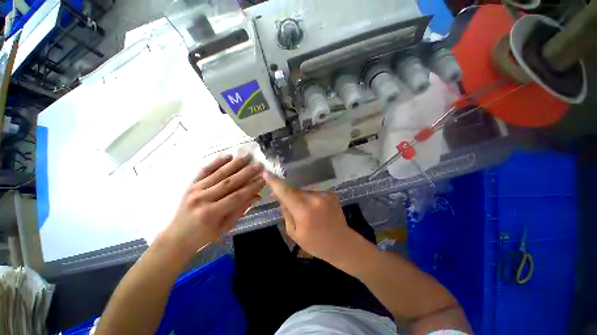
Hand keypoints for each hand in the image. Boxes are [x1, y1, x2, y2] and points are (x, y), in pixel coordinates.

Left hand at [163, 154, 264, 254]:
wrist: (177, 237)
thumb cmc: (204, 236)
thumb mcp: (225, 227)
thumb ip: (241, 210)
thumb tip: (257, 195)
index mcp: (212, 213)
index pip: (237, 196)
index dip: (252, 187)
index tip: (264, 179)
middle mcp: (202, 199)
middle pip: (229, 182)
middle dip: (247, 172)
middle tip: (259, 165)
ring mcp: (195, 189)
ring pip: (219, 173)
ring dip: (235, 164)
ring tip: (248, 156)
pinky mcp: (190, 184)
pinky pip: (205, 170)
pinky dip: (217, 162)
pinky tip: (228, 156)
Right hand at [264, 173, 362, 264]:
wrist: (342, 243)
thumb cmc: (315, 243)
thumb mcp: (294, 233)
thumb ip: (286, 214)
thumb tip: (281, 199)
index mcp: (303, 212)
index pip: (286, 192)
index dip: (275, 183)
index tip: (267, 173)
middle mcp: (314, 199)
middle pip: (295, 190)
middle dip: (288, 193)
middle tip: (284, 200)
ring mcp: (325, 195)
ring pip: (305, 191)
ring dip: (300, 196)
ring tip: (304, 209)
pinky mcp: (331, 194)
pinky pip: (314, 192)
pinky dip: (310, 198)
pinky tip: (315, 209)